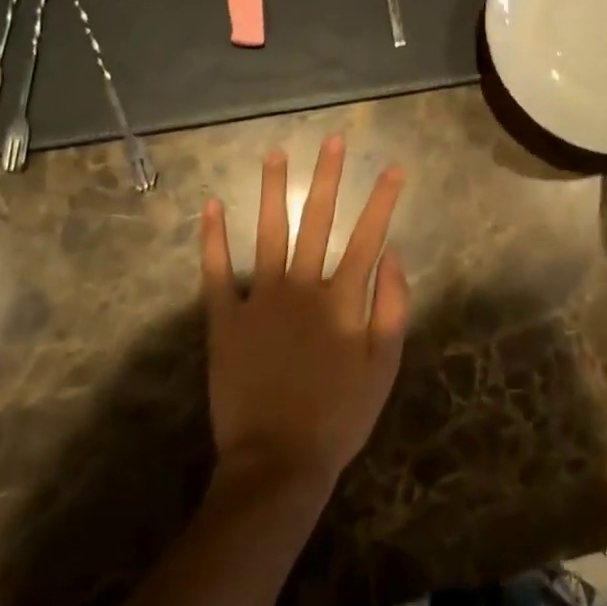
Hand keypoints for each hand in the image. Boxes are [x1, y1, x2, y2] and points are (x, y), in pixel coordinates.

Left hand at [199, 137, 408, 495]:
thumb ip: (392, 308)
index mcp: (341, 299)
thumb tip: (395, 253)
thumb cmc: (338, 418)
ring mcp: (261, 299)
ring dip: (271, 190)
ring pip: (268, 232)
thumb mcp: (383, 368)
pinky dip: (213, 239)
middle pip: (317, 220)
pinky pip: (217, 272)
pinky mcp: (226, 318)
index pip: (368, 237)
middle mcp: (302, 287)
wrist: (277, 465)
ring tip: (274, 152)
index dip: (382, 200)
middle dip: (327, 177)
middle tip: (332, 139)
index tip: (393, 167)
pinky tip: (211, 205)